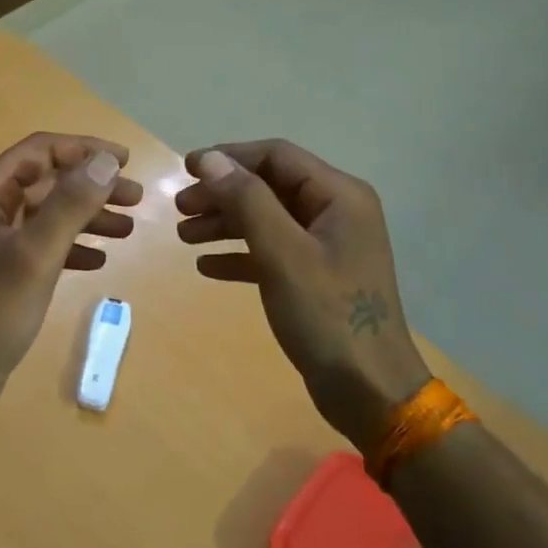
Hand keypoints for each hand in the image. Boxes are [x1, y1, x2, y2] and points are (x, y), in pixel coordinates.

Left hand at [0, 132, 142, 416]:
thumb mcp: (36, 253)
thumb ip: (71, 204)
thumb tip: (106, 161)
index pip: (41, 151)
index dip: (85, 149)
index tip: (126, 161)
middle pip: (48, 181)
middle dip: (93, 186)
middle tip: (137, 198)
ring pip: (49, 214)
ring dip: (88, 217)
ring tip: (129, 229)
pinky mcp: (3, 271)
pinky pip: (44, 246)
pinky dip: (73, 247)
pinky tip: (99, 261)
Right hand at [176, 139, 429, 451]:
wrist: (368, 390)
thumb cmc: (327, 315)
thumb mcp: (283, 254)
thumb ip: (247, 201)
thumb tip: (210, 159)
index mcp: (339, 196)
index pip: (277, 156)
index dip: (229, 157)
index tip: (185, 170)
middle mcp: (335, 212)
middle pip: (269, 187)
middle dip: (223, 194)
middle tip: (179, 209)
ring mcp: (327, 246)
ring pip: (267, 219)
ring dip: (225, 223)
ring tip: (184, 236)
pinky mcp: (316, 277)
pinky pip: (271, 252)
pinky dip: (240, 254)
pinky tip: (207, 266)